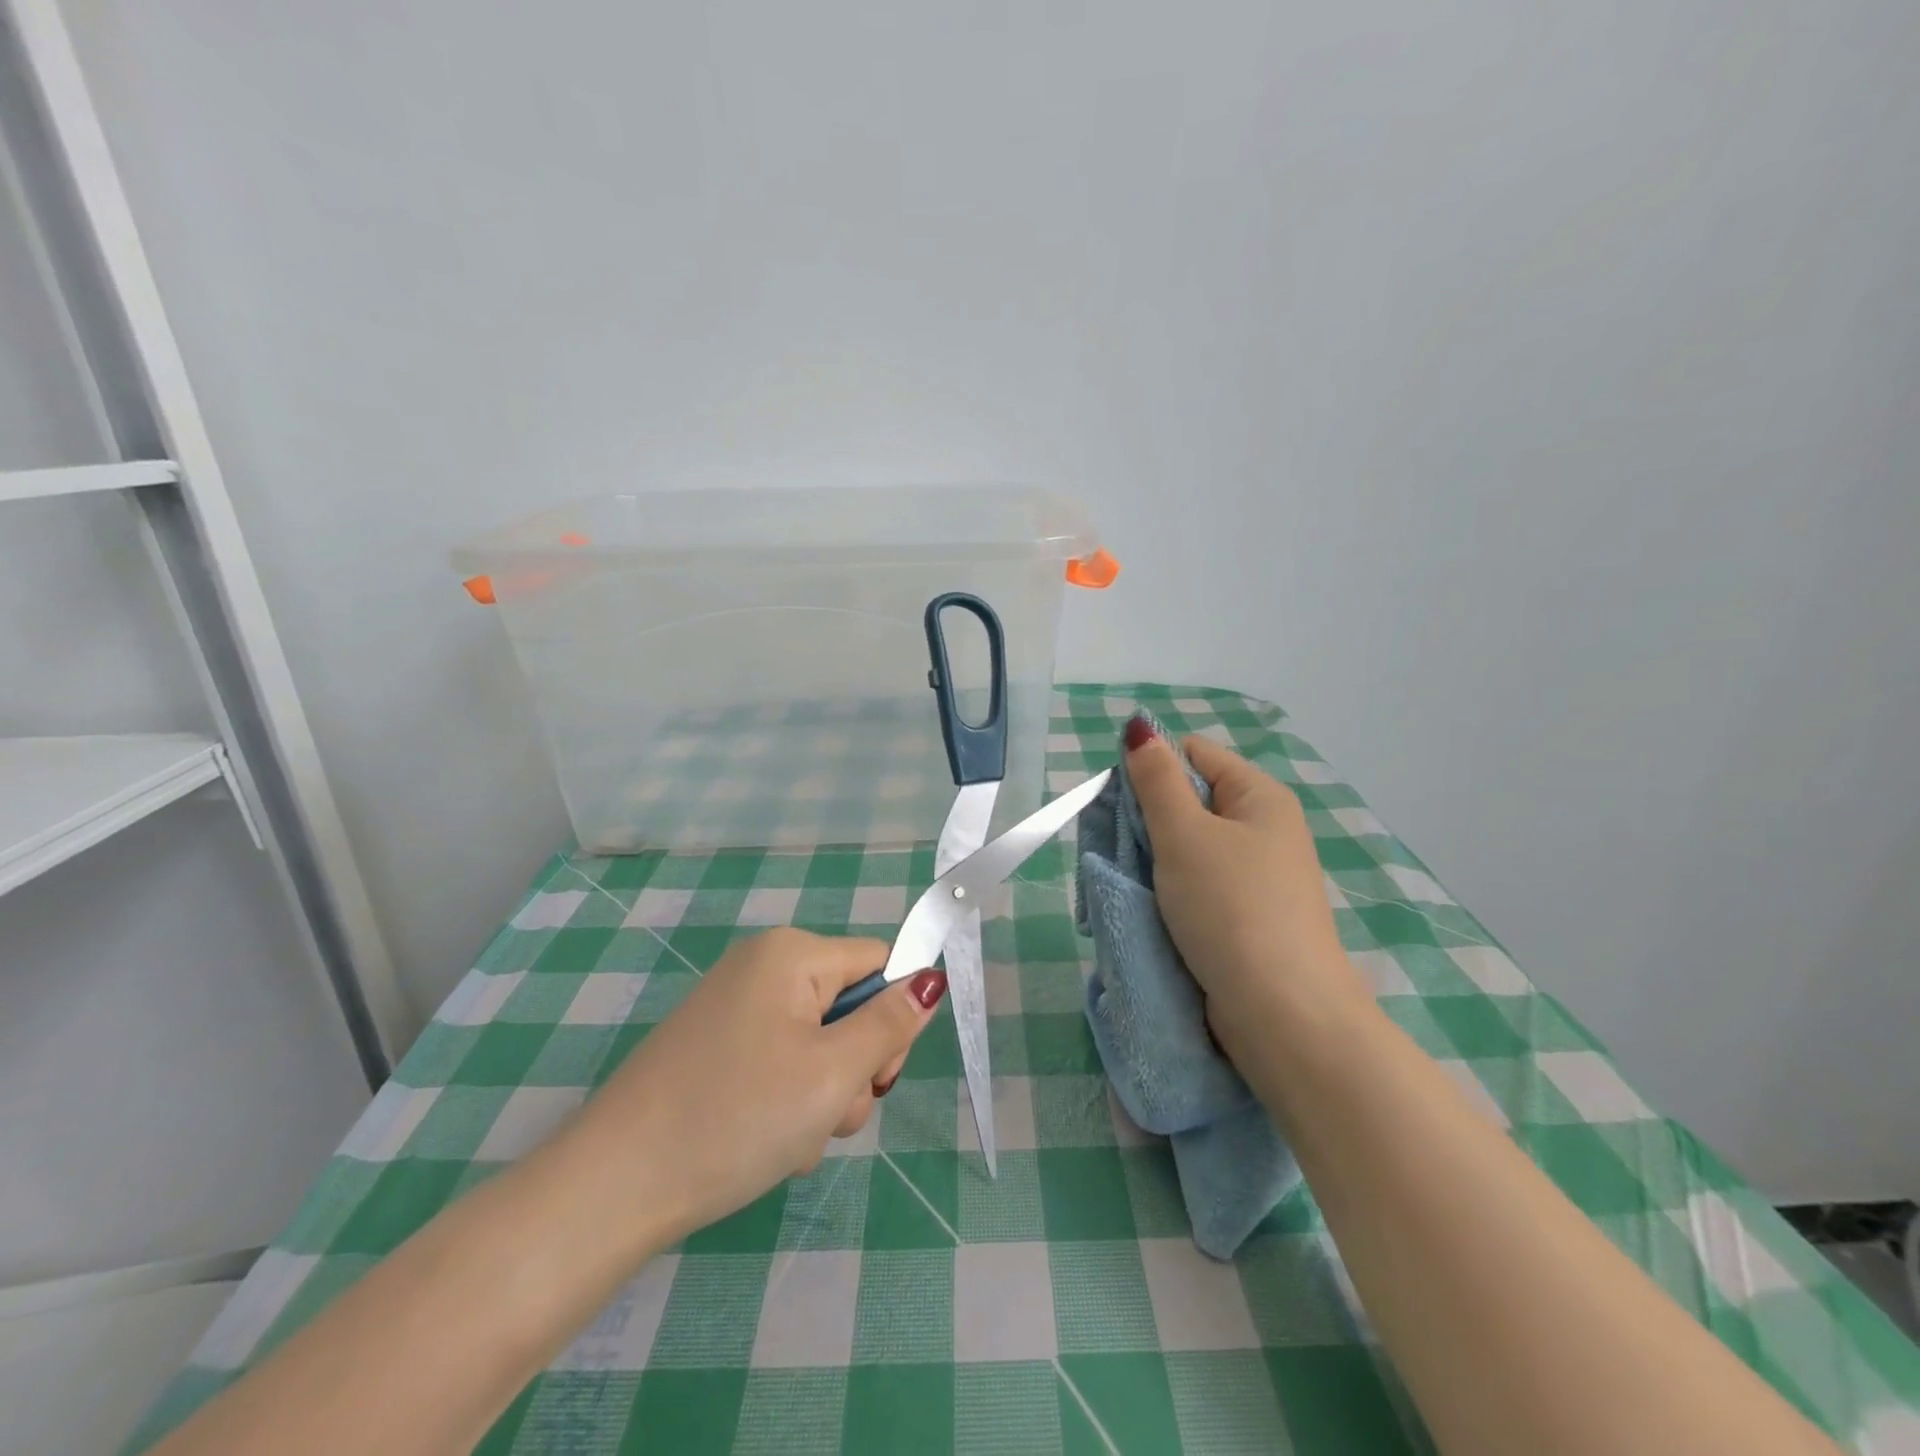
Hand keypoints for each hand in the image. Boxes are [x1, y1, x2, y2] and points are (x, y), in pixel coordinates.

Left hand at [571, 928, 946, 1244]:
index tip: (878, 1076)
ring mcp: (735, 1009)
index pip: (879, 963)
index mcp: (792, 954)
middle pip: (848, 1007)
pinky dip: (788, 1103)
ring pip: (817, 1044)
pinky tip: (767, 1145)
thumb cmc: (736, 1117)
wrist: (613, 1188)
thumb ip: (889, 1025)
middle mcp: (762, 967)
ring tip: (792, 1141)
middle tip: (829, 1116)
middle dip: (853, 1068)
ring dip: (823, 1096)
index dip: (892, 1018)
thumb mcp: (832, 1073)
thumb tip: (929, 980)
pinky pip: (780, 1063)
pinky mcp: (716, 1048)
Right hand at [1125, 729, 1367, 1064]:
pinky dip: (1175, 892)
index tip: (1125, 808)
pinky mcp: (1249, 915)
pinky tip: (1158, 910)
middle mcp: (1265, 828)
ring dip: (1157, 861)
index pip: (1193, 754)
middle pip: (1191, 800)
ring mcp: (1259, 875)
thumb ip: (1156, 778)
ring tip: (1139, 885)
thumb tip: (1139, 727)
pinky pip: (1201, 884)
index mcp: (1259, 796)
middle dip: (1151, 820)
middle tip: (1126, 851)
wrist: (1283, 1015)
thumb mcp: (1184, 834)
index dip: (1153, 770)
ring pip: (1191, 846)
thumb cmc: (1230, 909)